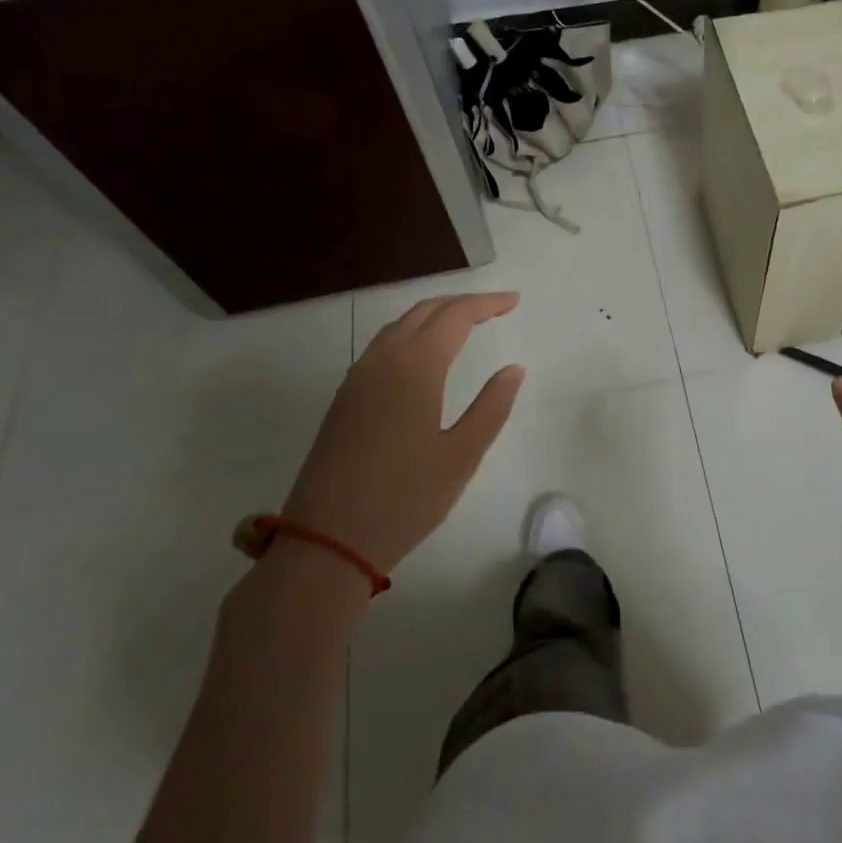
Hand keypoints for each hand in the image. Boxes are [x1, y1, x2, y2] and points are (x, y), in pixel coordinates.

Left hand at [282, 293, 524, 572]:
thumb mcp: (462, 456)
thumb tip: (513, 369)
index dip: (487, 304)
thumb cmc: (405, 499)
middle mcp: (383, 361)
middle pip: (424, 311)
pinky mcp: (344, 398)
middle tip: (495, 308)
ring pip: (399, 326)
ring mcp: (357, 378)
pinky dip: (410, 334)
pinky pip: (382, 346)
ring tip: (464, 324)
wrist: (327, 541)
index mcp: (415, 368)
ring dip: (434, 316)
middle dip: (461, 303)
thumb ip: (492, 407)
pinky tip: (422, 355)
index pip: (456, 317)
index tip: (514, 301)